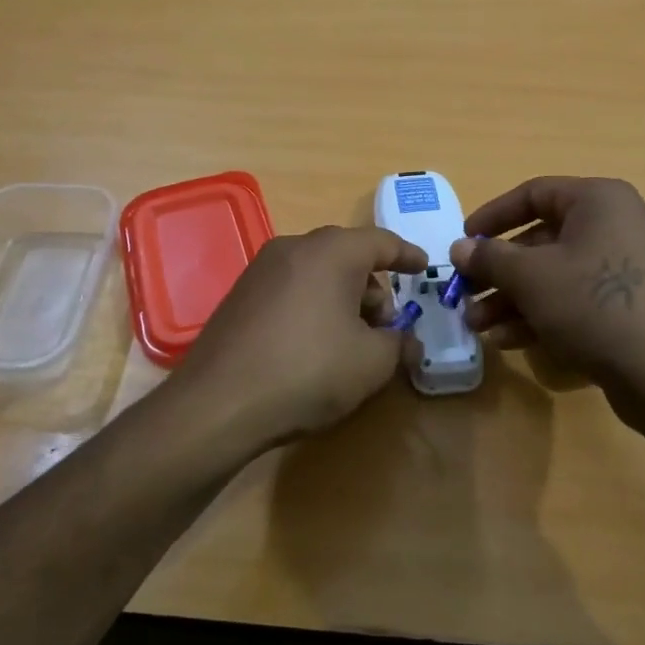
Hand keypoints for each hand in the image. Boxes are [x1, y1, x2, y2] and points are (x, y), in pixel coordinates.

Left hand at [171, 225, 427, 450]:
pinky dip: (313, 305)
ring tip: (352, 340)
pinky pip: (291, 288)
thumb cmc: (309, 371)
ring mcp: (261, 269)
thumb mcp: (372, 362)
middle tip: (387, 324)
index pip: (382, 241)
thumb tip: (408, 341)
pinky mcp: (240, 295)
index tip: (425, 267)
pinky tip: (315, 344)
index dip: (408, 255)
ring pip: (317, 272)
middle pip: (347, 255)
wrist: (219, 403)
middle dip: (374, 286)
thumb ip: (399, 344)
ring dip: (343, 298)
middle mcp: (294, 248)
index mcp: (332, 252)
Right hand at [451, 177, 644, 433]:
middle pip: (541, 239)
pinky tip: (508, 340)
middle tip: (464, 293)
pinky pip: (576, 298)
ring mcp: (626, 267)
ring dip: (512, 298)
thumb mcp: (531, 277)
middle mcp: (617, 224)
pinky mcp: (630, 304)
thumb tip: (460, 248)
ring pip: (555, 274)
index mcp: (599, 201)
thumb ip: (490, 257)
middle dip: (498, 271)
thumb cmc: (594, 305)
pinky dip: (542, 313)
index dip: (491, 216)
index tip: (462, 241)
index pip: (533, 194)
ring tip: (477, 325)